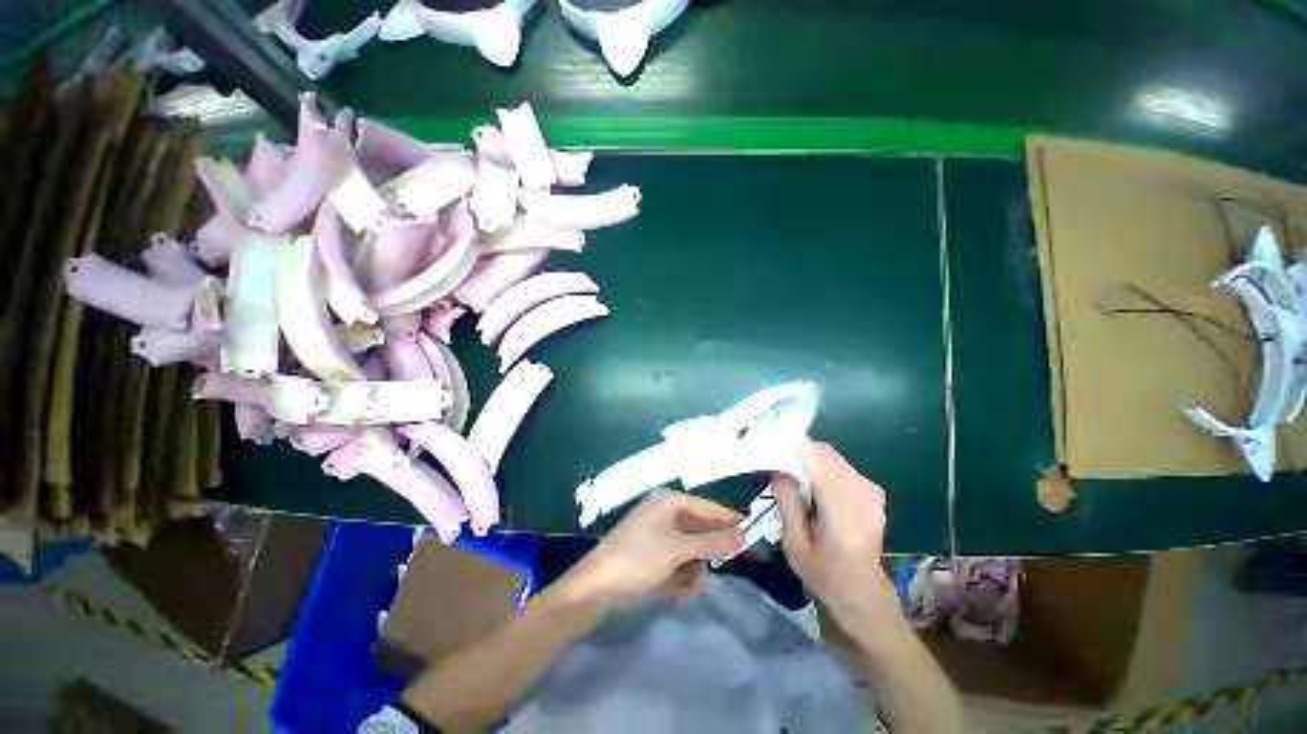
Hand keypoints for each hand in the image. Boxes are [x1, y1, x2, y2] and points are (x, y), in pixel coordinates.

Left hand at [560, 491, 743, 608]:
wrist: (594, 588)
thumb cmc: (637, 559)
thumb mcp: (677, 550)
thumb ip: (711, 541)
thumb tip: (742, 533)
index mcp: (669, 503)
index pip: (708, 507)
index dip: (728, 520)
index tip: (751, 532)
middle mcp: (664, 514)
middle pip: (699, 531)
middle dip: (706, 554)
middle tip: (714, 571)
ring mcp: (657, 535)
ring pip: (689, 551)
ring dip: (692, 571)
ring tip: (688, 588)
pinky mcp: (651, 555)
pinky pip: (676, 563)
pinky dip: (679, 577)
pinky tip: (675, 592)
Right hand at [773, 439, 895, 620]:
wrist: (864, 594)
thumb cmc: (825, 575)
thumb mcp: (795, 545)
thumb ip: (788, 504)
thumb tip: (778, 469)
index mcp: (843, 511)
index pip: (818, 461)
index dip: (794, 446)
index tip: (770, 442)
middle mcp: (862, 494)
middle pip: (826, 453)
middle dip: (799, 451)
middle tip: (775, 459)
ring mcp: (871, 492)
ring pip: (834, 457)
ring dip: (810, 458)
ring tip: (791, 472)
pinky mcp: (873, 492)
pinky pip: (842, 466)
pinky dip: (823, 466)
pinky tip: (813, 484)